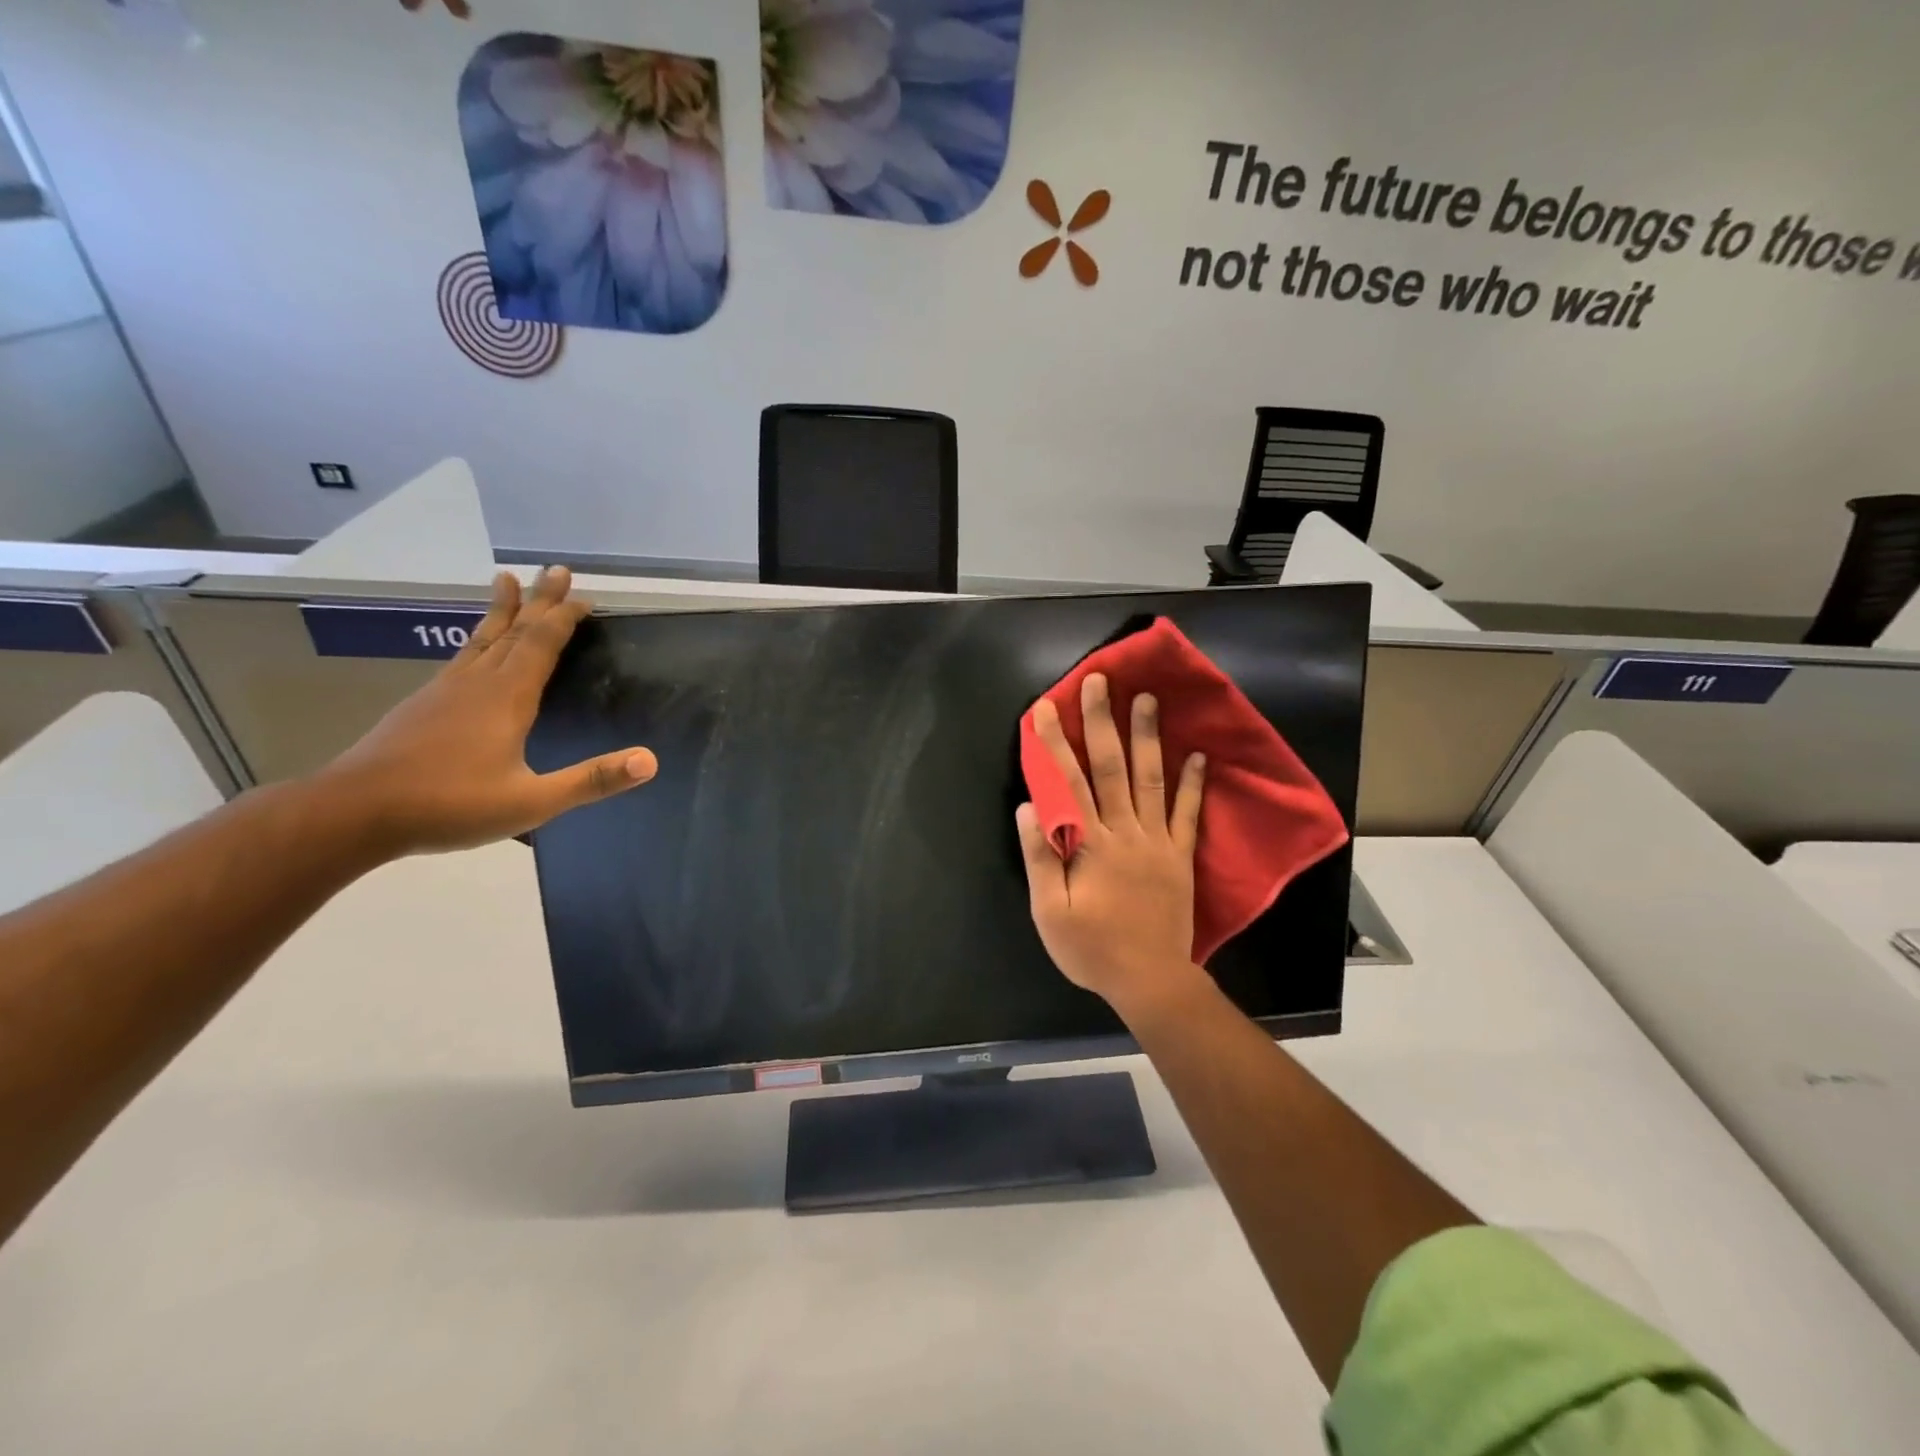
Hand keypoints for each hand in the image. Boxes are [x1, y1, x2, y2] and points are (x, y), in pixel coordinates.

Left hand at [315, 567, 655, 858]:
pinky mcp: (422, 704)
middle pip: (514, 631)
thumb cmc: (449, 805)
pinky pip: (461, 657)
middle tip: (556, 569)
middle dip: (539, 600)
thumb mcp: (531, 801)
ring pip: (481, 639)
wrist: (352, 812)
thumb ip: (591, 780)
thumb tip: (650, 761)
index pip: (542, 644)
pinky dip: (478, 639)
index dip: (564, 617)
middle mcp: (476, 682)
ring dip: (502, 610)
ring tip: (506, 582)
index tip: (583, 595)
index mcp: (507, 698)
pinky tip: (474, 649)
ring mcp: (444, 690)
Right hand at [1016, 673, 1207, 1017]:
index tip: (1046, 707)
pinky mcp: (1180, 856)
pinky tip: (1197, 754)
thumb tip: (1029, 807)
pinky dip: (1192, 783)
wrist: (1151, 980)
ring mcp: (1158, 841)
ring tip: (1147, 699)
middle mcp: (1126, 831)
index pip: (1068, 782)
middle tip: (1101, 681)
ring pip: (1151, 779)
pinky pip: (1188, 814)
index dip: (1055, 742)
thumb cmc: (1092, 948)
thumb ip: (1040, 857)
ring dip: (1147, 737)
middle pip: (1111, 767)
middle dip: (1102, 721)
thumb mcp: (1050, 912)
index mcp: (1091, 843)